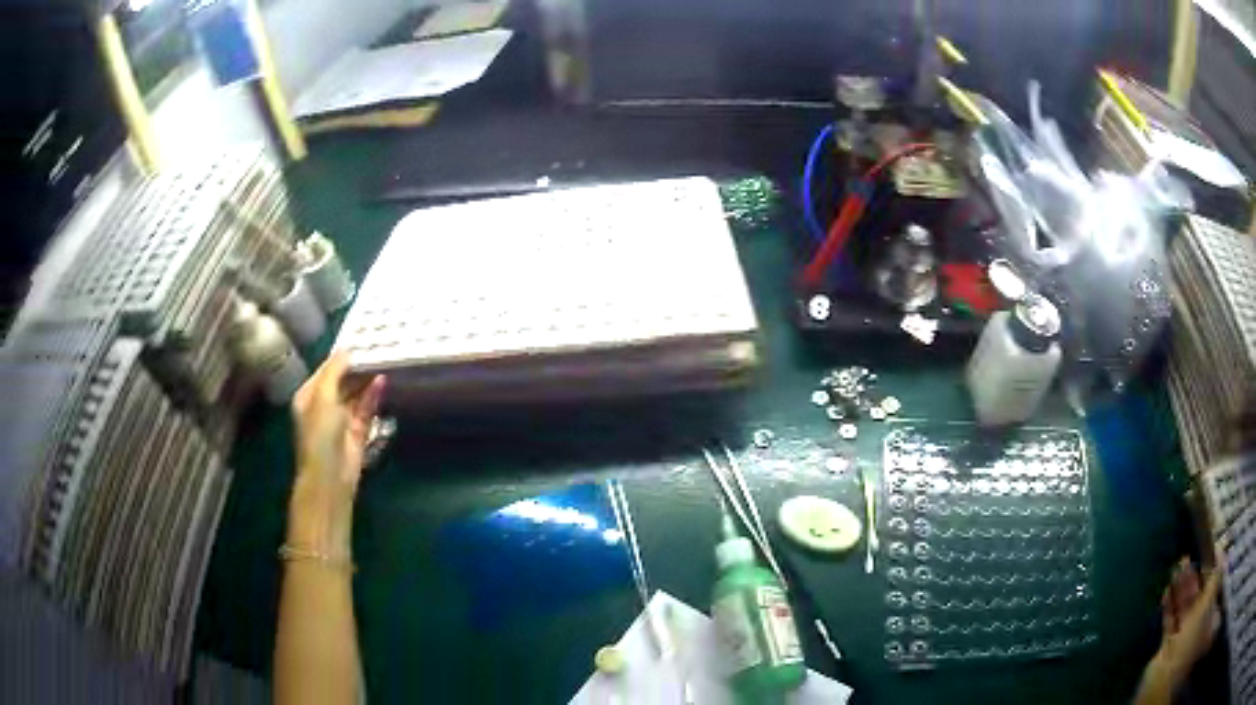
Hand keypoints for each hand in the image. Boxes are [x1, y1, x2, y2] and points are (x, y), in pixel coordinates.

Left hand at [288, 351, 384, 556]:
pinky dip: (373, 398)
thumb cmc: (320, 434)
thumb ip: (335, 371)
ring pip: (355, 396)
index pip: (326, 371)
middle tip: (376, 350)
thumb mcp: (323, 397)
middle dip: (357, 369)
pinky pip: (366, 411)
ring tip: (383, 363)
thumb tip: (347, 350)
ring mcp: (340, 421)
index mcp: (308, 396)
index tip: (360, 342)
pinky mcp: (357, 433)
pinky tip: (382, 383)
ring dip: (367, 382)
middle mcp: (323, 407)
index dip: (341, 358)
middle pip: (342, 382)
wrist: (330, 477)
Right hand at [1141, 557, 1221, 700]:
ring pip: (1181, 605)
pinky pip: (1169, 620)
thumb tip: (1221, 549)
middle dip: (1192, 574)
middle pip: (1196, 593)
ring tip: (1176, 566)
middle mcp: (1196, 619)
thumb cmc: (1189, 640)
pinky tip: (1165, 591)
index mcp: (1206, 610)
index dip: (1210, 565)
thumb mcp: (1206, 605)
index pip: (1211, 582)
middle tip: (1187, 554)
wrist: (1163, 679)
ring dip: (1179, 587)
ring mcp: (1180, 632)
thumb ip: (1215, 577)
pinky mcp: (1166, 643)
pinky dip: (1167, 605)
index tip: (1205, 548)